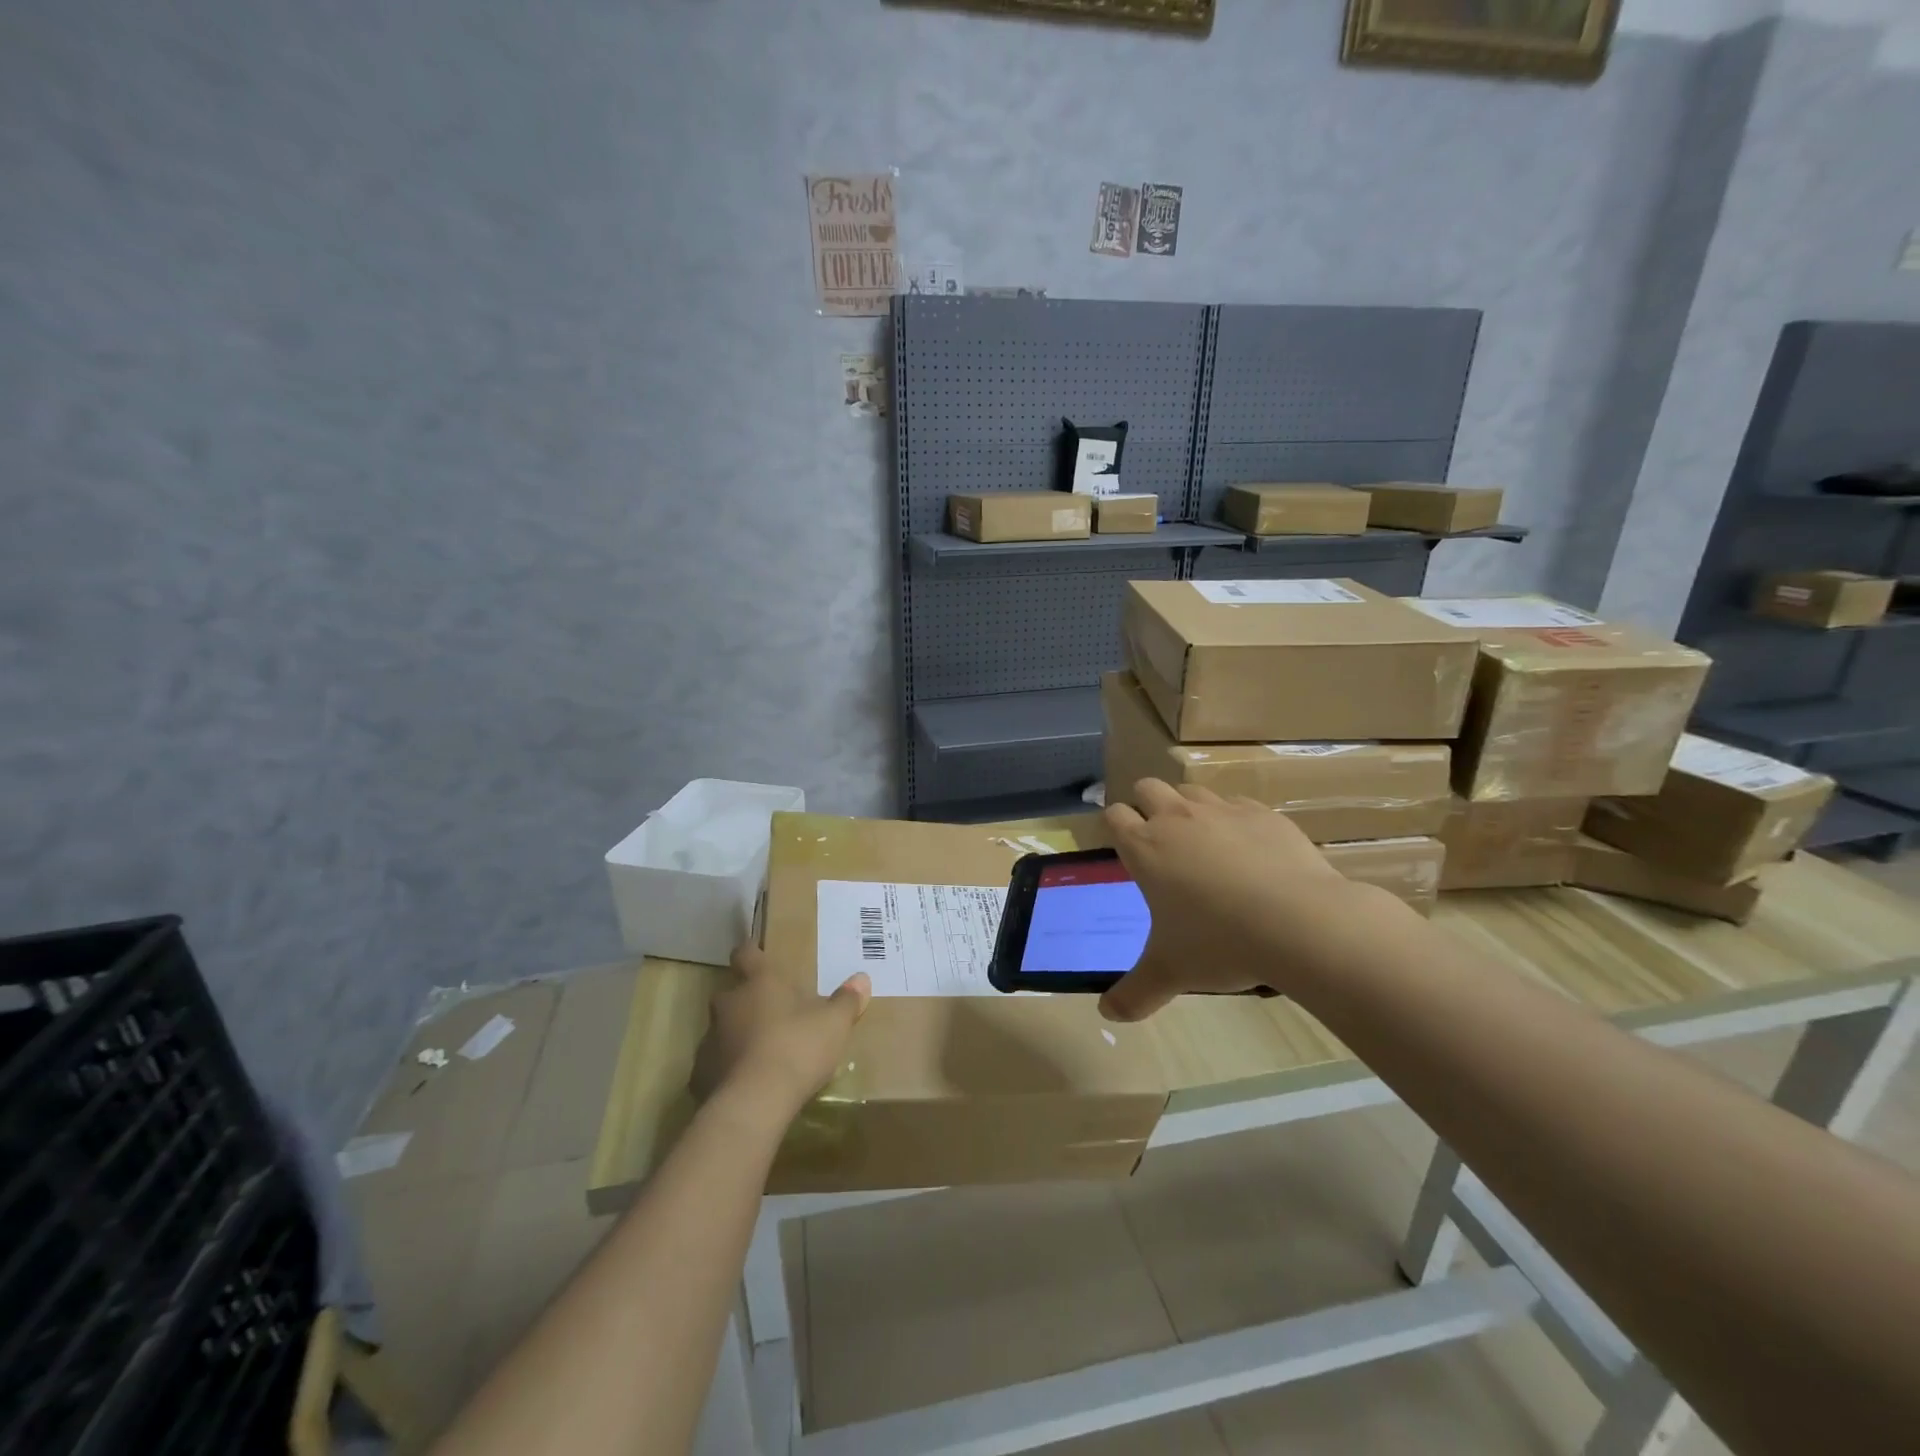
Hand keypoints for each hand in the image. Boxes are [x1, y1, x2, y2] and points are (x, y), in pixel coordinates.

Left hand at [693, 944, 870, 1117]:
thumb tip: (861, 978)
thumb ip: (847, 1000)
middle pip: (734, 992)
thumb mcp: (834, 1024)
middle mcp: (729, 1003)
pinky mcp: (701, 1074)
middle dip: (749, 1000)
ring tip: (763, 1053)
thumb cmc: (796, 1048)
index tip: (758, 956)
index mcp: (760, 982)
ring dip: (738, 1035)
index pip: (746, 953)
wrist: (753, 1104)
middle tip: (773, 1013)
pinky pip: (716, 1064)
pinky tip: (747, 1084)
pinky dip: (729, 1068)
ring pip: (723, 1028)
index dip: (751, 953)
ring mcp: (710, 1038)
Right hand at [1098, 779, 1369, 1022]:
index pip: (1114, 815)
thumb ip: (1135, 993)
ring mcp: (1222, 810)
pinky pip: (1238, 803)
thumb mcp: (1172, 972)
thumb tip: (1107, 1014)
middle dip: (1147, 806)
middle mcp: (1178, 818)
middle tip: (1162, 843)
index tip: (1126, 848)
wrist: (1300, 922)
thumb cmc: (1221, 943)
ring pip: (1192, 790)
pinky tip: (1251, 853)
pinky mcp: (1263, 813)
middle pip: (1148, 787)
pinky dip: (1235, 820)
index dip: (1117, 827)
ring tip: (1205, 845)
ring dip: (1189, 808)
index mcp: (1146, 848)